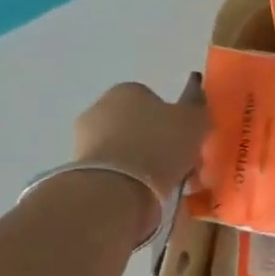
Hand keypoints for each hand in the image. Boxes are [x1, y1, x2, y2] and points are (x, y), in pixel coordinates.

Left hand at [73, 77, 208, 196]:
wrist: (116, 188)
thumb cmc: (160, 145)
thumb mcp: (194, 120)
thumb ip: (196, 103)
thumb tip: (195, 84)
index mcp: (128, 89)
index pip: (152, 98)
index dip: (170, 118)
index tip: (183, 138)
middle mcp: (100, 106)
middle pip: (134, 121)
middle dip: (151, 137)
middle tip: (175, 160)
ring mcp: (84, 137)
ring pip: (121, 146)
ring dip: (137, 158)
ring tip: (161, 181)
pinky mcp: (79, 167)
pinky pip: (112, 168)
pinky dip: (125, 176)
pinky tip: (143, 190)